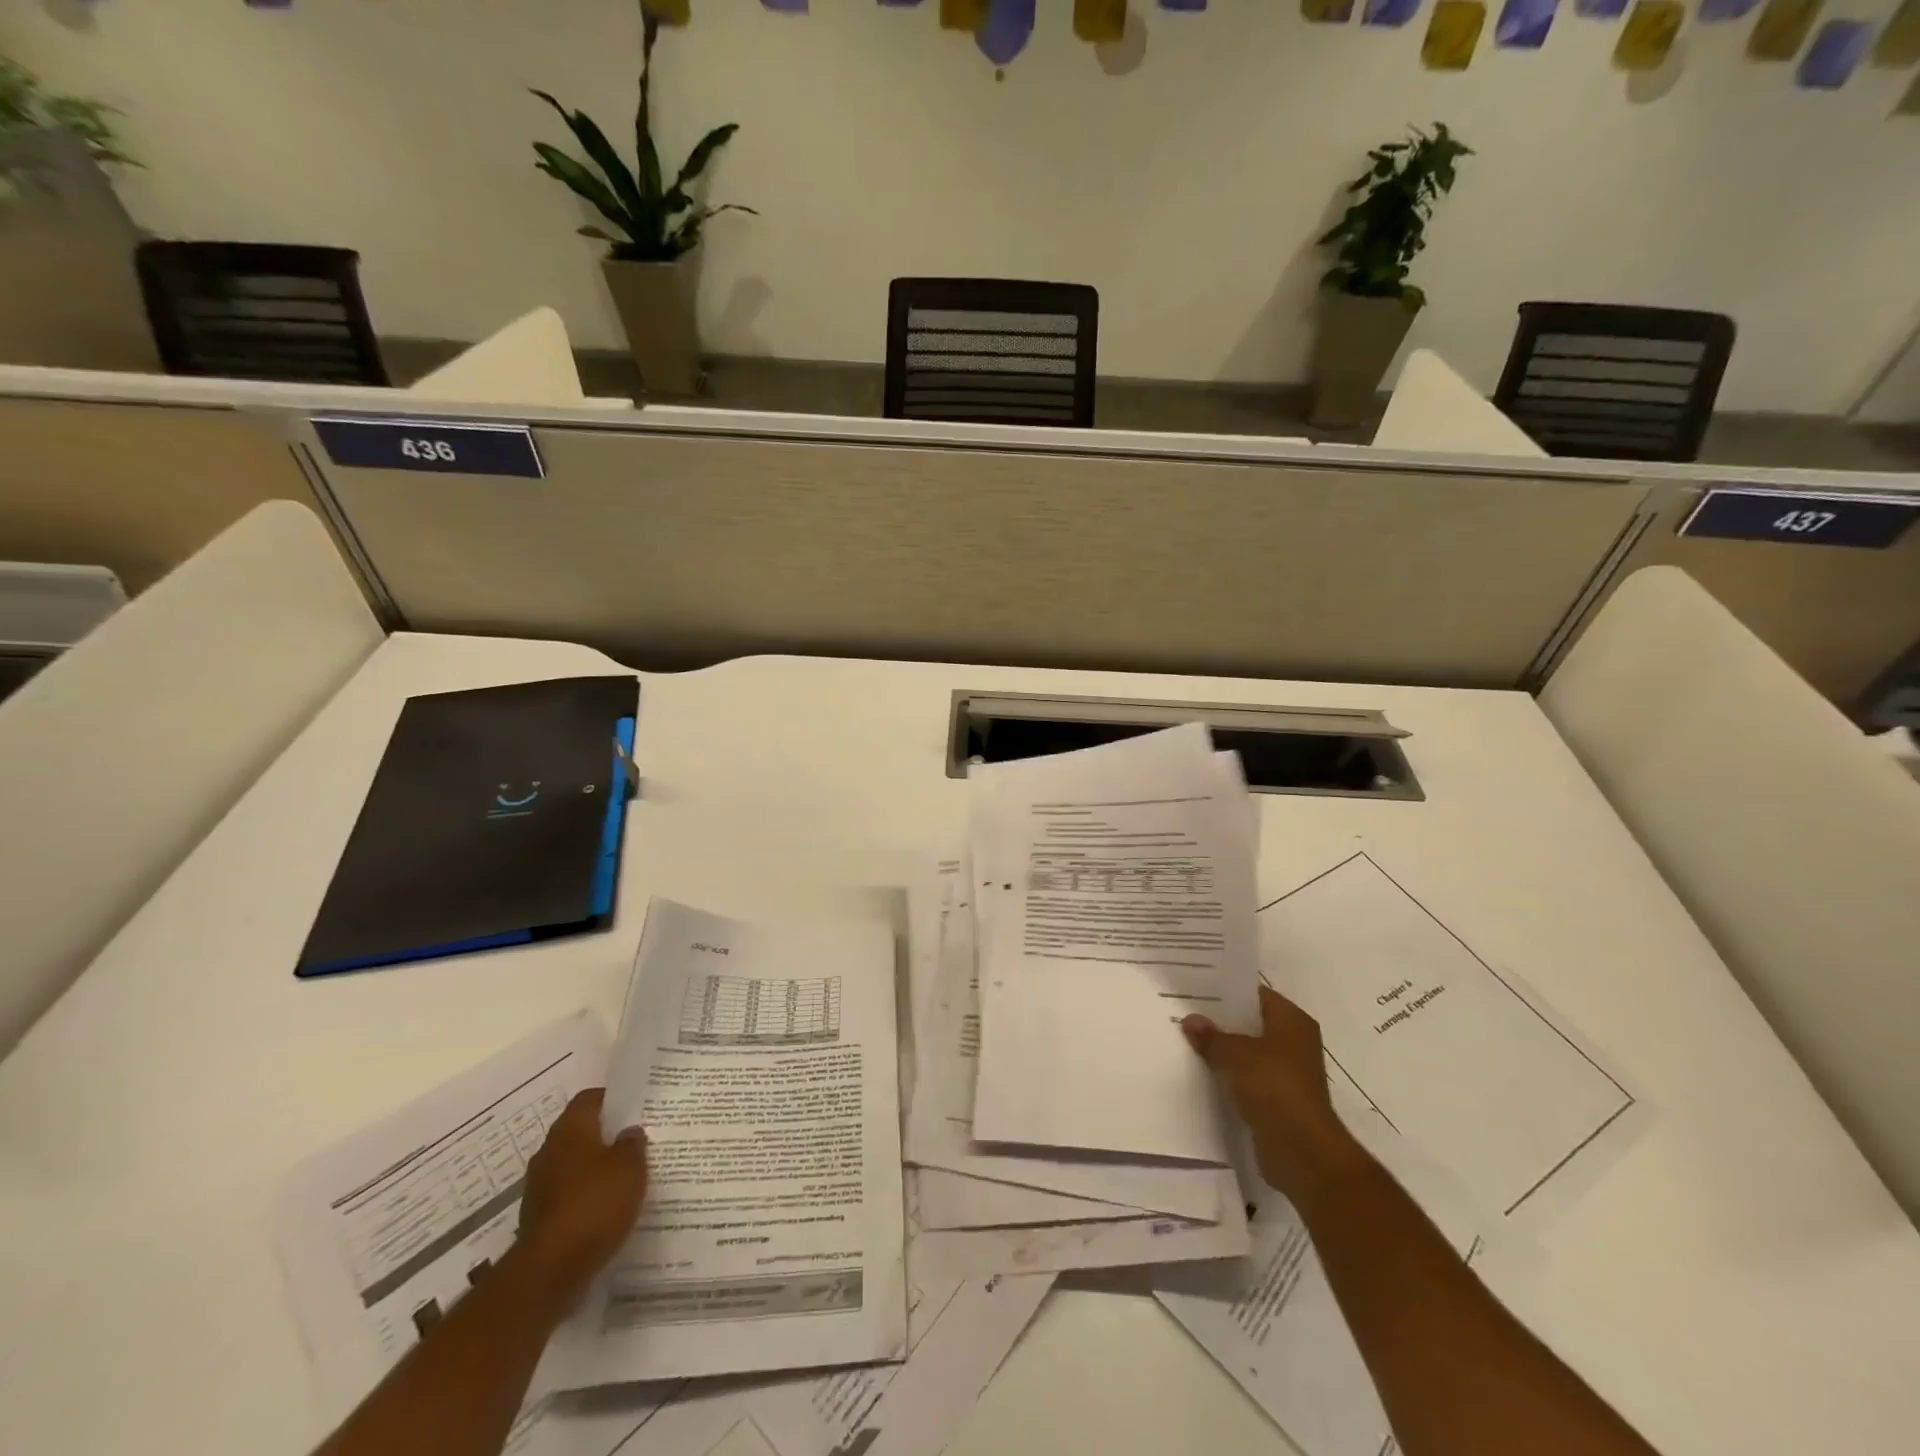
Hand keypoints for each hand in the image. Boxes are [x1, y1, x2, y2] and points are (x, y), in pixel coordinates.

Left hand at [515, 1088, 648, 1303]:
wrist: (549, 1272)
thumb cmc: (594, 1204)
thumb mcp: (630, 1167)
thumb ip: (632, 1145)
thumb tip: (629, 1132)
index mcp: (570, 1130)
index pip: (589, 1099)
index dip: (611, 1098)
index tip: (634, 1105)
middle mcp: (549, 1153)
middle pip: (580, 1133)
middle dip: (605, 1136)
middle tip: (635, 1140)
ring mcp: (539, 1188)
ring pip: (573, 1166)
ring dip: (595, 1169)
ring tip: (626, 1176)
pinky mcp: (539, 1219)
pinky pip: (568, 1196)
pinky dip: (586, 1197)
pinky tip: (608, 1208)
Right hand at [1184, 986, 1363, 1199]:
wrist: (1301, 1151)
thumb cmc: (1272, 1086)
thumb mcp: (1233, 1054)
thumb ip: (1210, 1036)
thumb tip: (1191, 1020)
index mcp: (1292, 1020)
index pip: (1255, 994)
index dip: (1226, 991)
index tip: (1195, 990)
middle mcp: (1296, 1042)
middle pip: (1252, 1023)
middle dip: (1222, 1022)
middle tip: (1185, 1014)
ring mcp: (1290, 1074)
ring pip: (1250, 1053)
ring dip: (1226, 1052)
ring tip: (1188, 1042)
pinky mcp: (1281, 1101)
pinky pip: (1250, 1080)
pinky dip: (1231, 1078)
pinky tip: (1203, 1074)